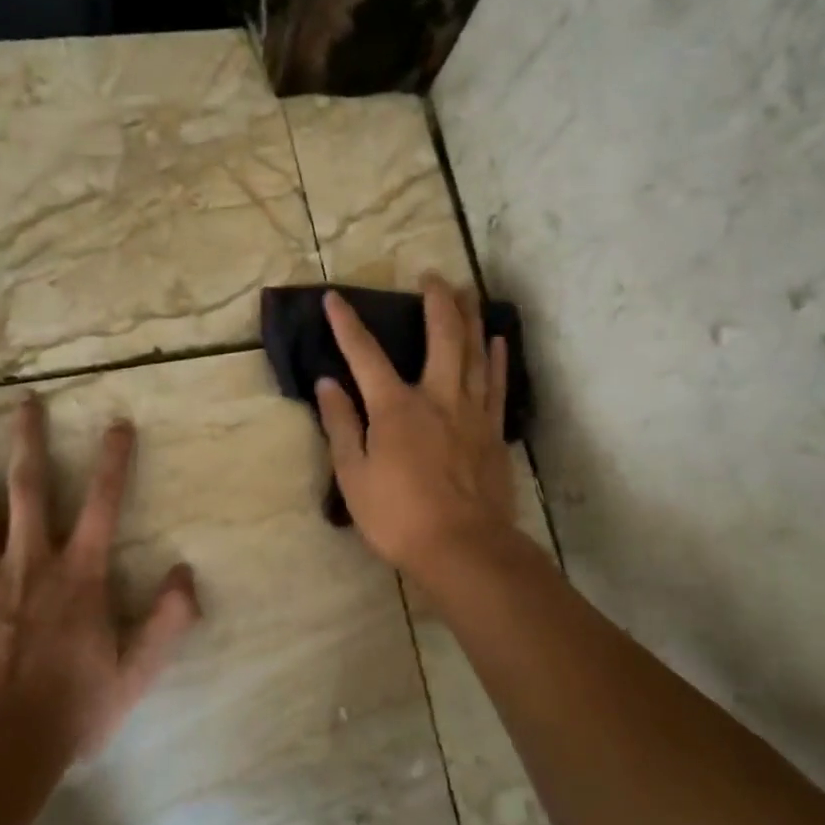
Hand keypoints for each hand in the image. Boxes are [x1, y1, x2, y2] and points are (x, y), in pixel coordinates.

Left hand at [0, 397, 200, 759]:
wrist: (3, 744)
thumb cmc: (75, 705)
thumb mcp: (138, 669)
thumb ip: (168, 619)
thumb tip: (187, 571)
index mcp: (79, 573)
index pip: (103, 504)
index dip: (113, 461)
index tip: (117, 423)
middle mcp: (31, 560)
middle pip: (29, 488)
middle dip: (29, 441)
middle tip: (23, 401)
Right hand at [316, 274, 517, 576]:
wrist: (463, 549)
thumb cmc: (398, 516)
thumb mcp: (354, 475)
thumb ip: (342, 425)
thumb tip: (327, 384)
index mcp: (396, 407)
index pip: (366, 355)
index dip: (347, 325)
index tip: (334, 297)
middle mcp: (438, 397)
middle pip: (441, 337)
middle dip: (435, 301)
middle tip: (432, 275)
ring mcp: (471, 412)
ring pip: (475, 352)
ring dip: (470, 318)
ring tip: (468, 292)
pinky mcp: (493, 431)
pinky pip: (496, 384)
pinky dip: (497, 358)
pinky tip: (497, 340)